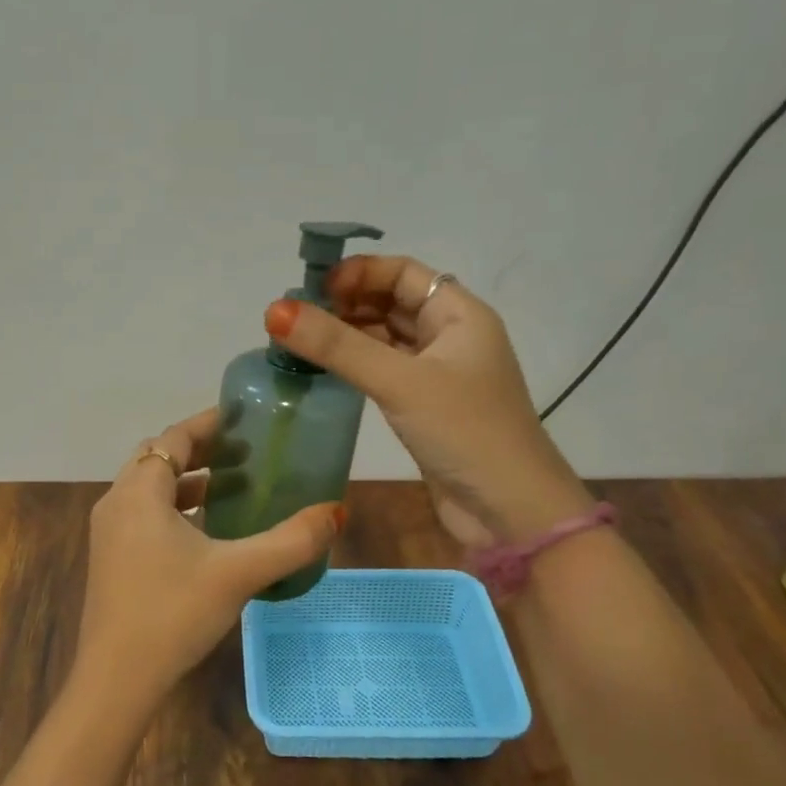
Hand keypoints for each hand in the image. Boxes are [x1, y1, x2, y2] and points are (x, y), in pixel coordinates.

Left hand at [74, 408, 343, 719]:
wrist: (116, 679)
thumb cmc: (173, 613)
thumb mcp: (238, 573)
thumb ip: (290, 541)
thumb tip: (336, 512)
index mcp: (139, 492)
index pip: (173, 438)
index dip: (208, 423)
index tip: (243, 418)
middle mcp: (116, 503)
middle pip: (157, 458)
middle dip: (198, 450)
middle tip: (242, 452)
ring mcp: (108, 533)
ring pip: (149, 489)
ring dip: (186, 481)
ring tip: (231, 487)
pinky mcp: (110, 559)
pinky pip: (143, 515)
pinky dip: (173, 508)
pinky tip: (205, 532)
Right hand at [264, 256, 589, 545]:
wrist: (511, 513)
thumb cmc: (465, 432)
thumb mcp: (400, 382)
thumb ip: (337, 346)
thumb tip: (274, 310)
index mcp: (459, 315)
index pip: (403, 273)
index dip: (359, 272)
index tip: (313, 289)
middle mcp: (451, 336)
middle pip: (391, 302)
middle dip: (346, 303)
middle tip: (296, 317)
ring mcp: (438, 374)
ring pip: (385, 338)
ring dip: (346, 334)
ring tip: (298, 340)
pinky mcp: (425, 407)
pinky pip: (384, 370)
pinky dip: (355, 365)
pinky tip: (323, 370)